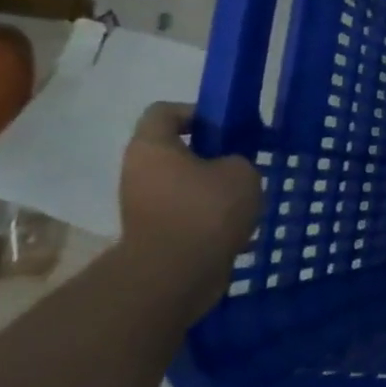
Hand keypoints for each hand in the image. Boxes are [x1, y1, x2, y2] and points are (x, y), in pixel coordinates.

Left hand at [118, 103, 261, 312]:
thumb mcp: (242, 171)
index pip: (165, 111)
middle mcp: (139, 173)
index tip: (228, 129)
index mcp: (152, 148)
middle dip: (212, 156)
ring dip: (213, 190)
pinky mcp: (154, 236)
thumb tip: (229, 170)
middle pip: (175, 151)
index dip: (198, 113)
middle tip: (243, 164)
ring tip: (246, 201)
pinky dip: (209, 219)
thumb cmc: (206, 210)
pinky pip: (186, 216)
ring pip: (184, 186)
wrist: (174, 275)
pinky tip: (237, 229)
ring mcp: (142, 207)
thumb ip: (238, 161)